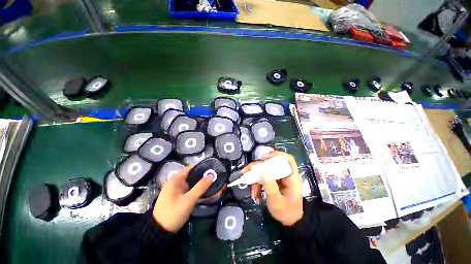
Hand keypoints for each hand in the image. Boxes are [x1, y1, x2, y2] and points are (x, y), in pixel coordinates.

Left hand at [153, 166, 212, 231]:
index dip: (202, 166)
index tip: (213, 168)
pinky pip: (191, 190)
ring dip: (202, 184)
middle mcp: (177, 182)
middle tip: (216, 176)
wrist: (159, 232)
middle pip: (193, 175)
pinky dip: (199, 190)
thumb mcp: (188, 200)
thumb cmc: (173, 213)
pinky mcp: (180, 197)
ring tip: (215, 183)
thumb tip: (211, 175)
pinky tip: (207, 192)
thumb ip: (200, 187)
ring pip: (193, 183)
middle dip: (204, 176)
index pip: (191, 168)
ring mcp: (178, 190)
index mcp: (176, 179)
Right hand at [242, 151, 302, 225]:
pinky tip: (255, 194)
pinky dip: (258, 184)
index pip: (287, 159)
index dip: (276, 154)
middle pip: (271, 164)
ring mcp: (278, 178)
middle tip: (246, 172)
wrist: (289, 222)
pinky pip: (263, 178)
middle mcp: (285, 174)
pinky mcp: (273, 181)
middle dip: (258, 168)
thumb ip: (270, 186)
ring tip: (252, 192)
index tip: (263, 158)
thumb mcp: (277, 201)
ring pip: (265, 171)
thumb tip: (262, 170)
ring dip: (256, 179)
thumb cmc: (286, 212)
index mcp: (291, 177)